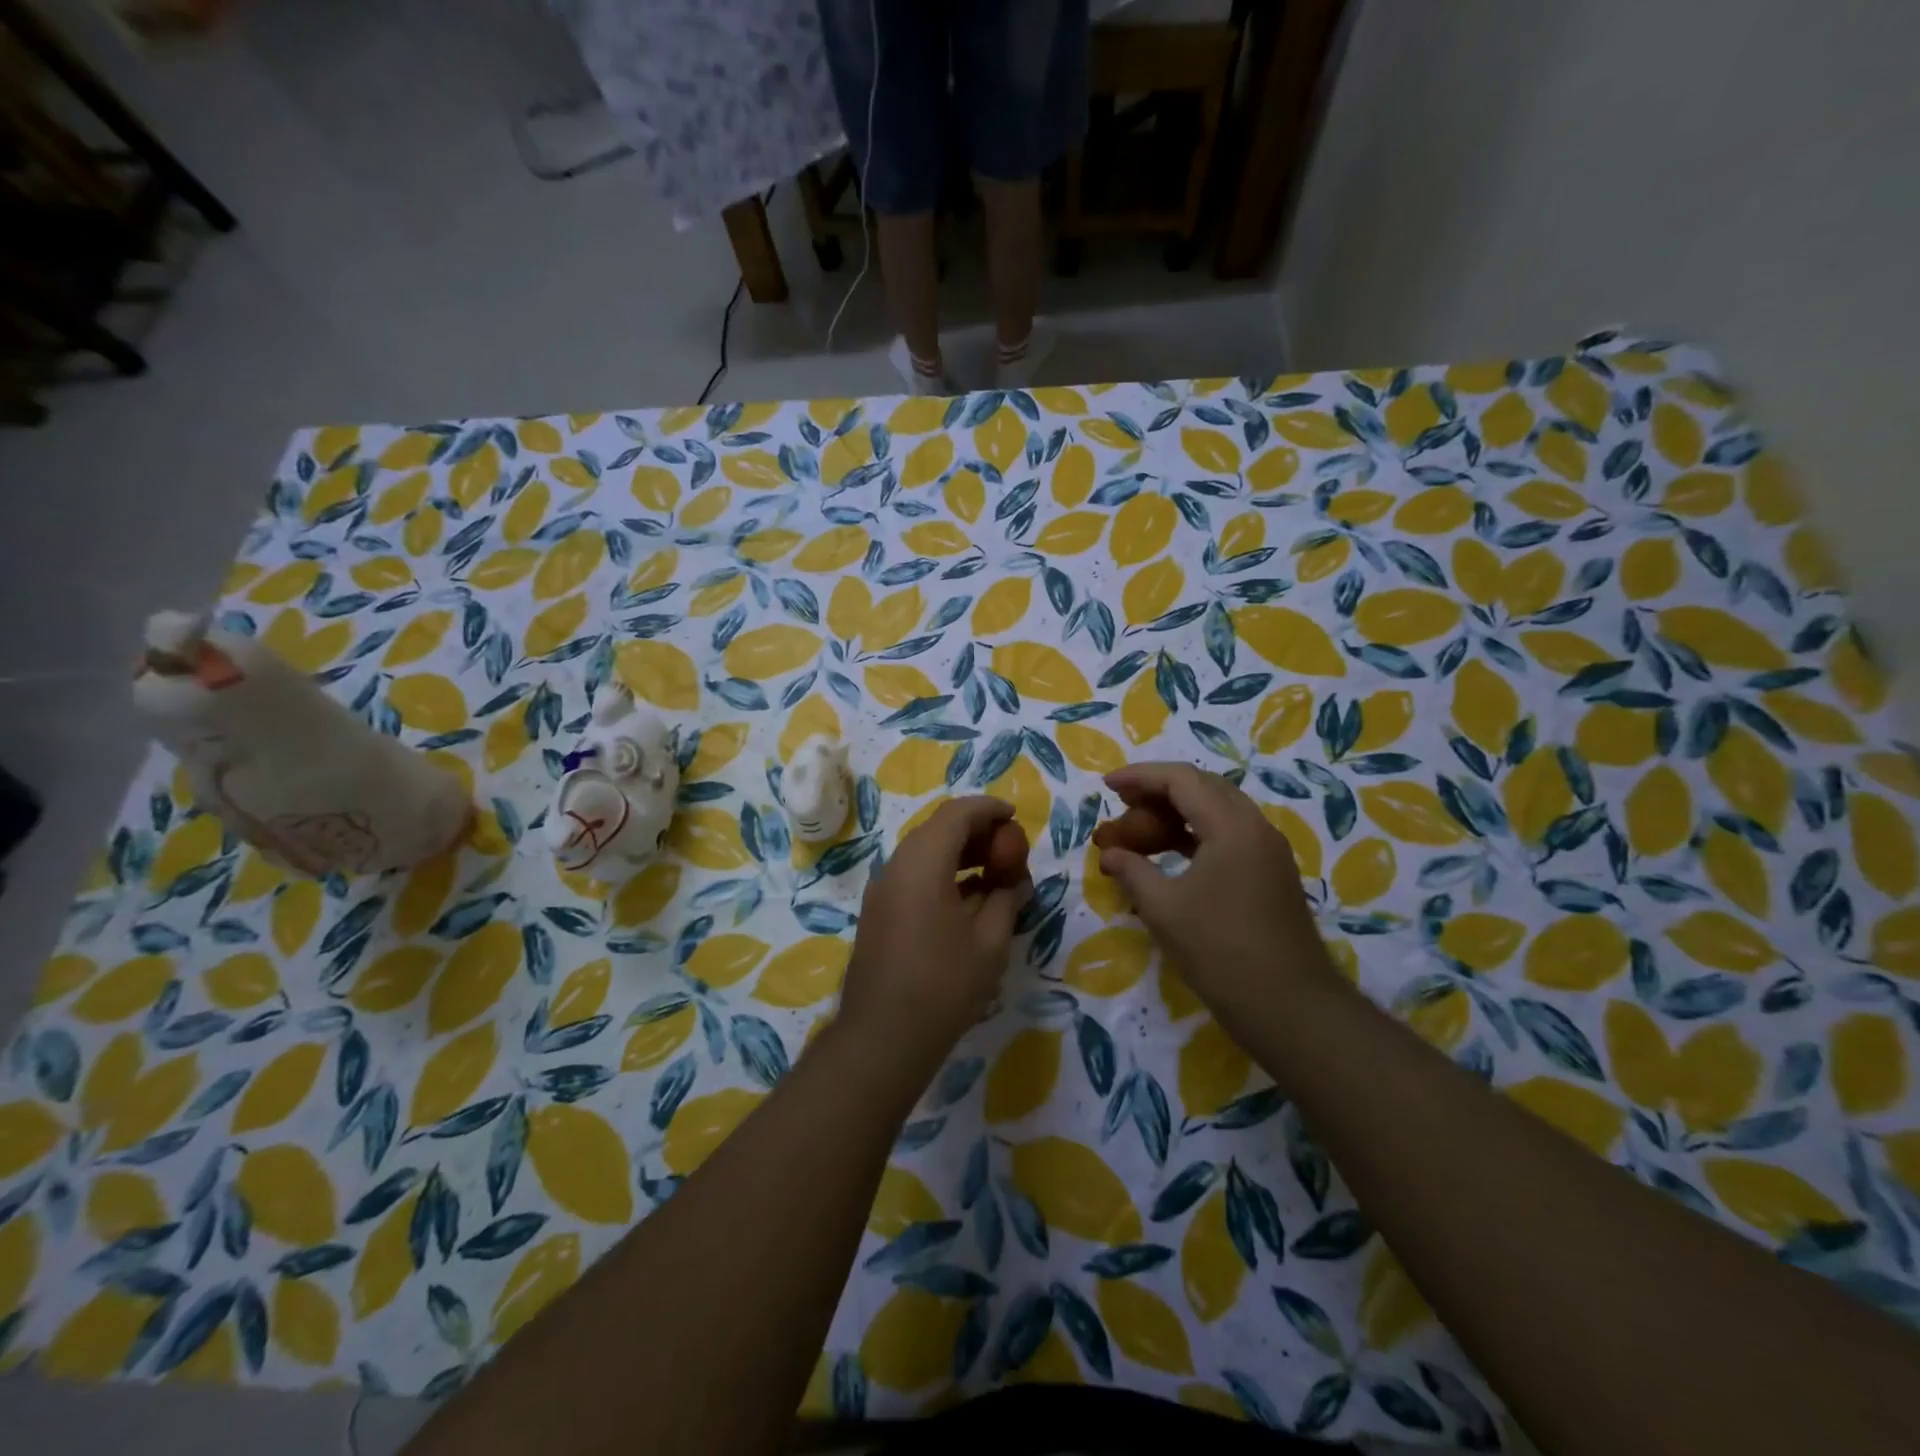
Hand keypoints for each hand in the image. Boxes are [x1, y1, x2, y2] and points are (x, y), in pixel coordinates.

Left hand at [837, 796, 1032, 1072]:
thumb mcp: (990, 942)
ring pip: (924, 853)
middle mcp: (896, 866)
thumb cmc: (944, 985)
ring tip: (994, 875)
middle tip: (1009, 850)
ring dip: (960, 854)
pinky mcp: (878, 912)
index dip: (989, 809)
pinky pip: (913, 876)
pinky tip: (968, 901)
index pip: (957, 814)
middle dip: (976, 832)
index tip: (1015, 818)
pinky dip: (942, 874)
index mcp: (922, 863)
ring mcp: (882, 890)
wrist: (882, 1037)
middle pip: (938, 829)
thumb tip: (1016, 882)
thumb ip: (1007, 900)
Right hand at [1092, 763, 1334, 1029]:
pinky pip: (1227, 836)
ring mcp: (1268, 851)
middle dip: (1157, 793)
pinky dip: (1194, 836)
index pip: (1181, 780)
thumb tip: (1110, 854)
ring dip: (1175, 815)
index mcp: (1232, 826)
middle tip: (1120, 806)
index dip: (1140, 777)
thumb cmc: (1219, 951)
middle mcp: (1255, 827)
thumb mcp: (1163, 909)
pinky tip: (1169, 854)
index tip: (1107, 786)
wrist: (1289, 1007)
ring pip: (1216, 812)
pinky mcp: (1270, 874)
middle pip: (1202, 788)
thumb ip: (1132, 871)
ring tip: (1137, 833)